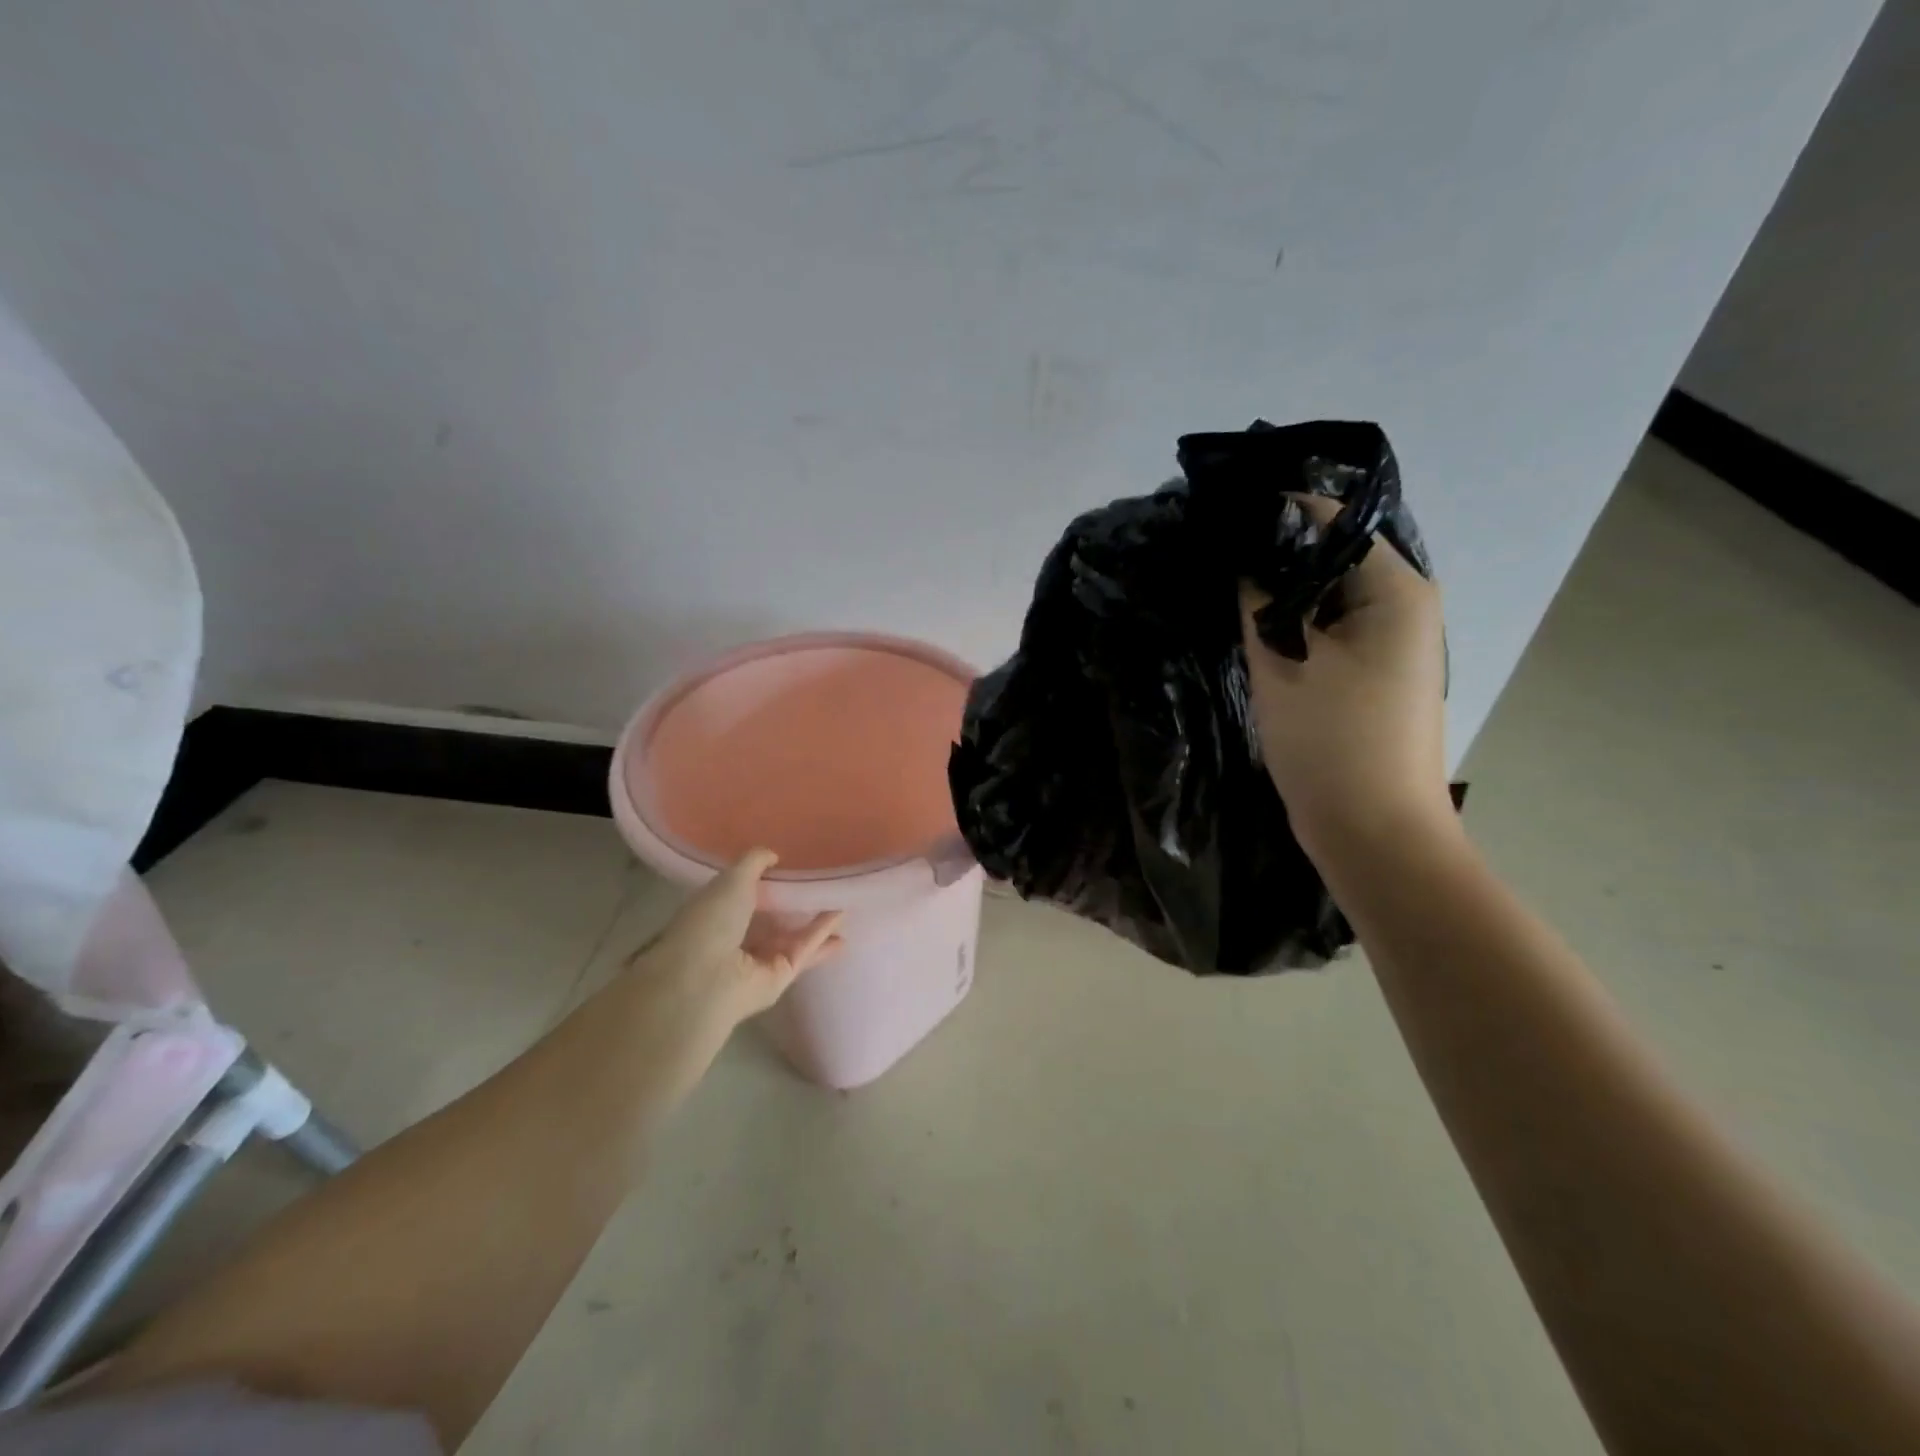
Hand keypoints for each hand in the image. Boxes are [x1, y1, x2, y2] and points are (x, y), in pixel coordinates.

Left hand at [608, 849, 841, 1104]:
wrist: (705, 978)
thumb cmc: (710, 921)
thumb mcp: (732, 879)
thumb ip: (754, 862)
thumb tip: (773, 855)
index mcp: (717, 913)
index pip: (745, 896)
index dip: (767, 883)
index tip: (791, 867)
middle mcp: (736, 938)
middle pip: (772, 919)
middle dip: (794, 906)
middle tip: (822, 887)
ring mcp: (758, 960)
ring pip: (792, 937)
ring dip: (815, 922)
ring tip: (843, 902)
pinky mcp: (780, 977)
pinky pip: (803, 950)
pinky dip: (821, 934)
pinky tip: (841, 917)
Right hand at [1240, 497, 1451, 857]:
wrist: (1373, 832)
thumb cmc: (1333, 742)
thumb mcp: (1284, 662)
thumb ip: (1260, 599)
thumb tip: (1243, 554)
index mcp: (1397, 590)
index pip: (1333, 521)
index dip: (1275, 516)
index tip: (1219, 521)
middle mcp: (1404, 606)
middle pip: (1332, 557)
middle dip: (1275, 556)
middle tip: (1212, 556)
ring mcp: (1390, 643)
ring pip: (1326, 597)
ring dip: (1281, 593)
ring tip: (1222, 586)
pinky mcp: (1370, 674)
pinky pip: (1328, 630)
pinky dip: (1294, 625)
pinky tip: (1251, 628)